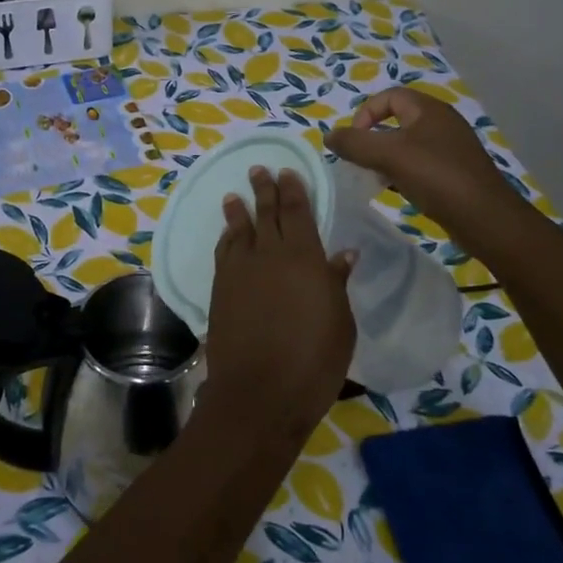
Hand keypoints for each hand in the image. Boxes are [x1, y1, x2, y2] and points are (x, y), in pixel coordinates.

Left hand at [200, 166, 355, 449]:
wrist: (259, 393)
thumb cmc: (313, 361)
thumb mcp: (340, 323)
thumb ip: (337, 283)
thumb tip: (342, 253)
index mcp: (304, 258)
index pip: (297, 212)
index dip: (293, 190)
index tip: (287, 171)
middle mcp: (268, 255)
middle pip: (266, 213)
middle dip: (264, 189)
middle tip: (259, 169)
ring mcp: (239, 271)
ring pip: (239, 230)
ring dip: (239, 210)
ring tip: (236, 195)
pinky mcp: (219, 289)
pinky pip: (224, 252)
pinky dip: (227, 238)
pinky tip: (228, 235)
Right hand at [326, 86, 529, 248]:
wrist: (485, 217)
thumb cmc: (435, 177)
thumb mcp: (388, 155)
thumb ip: (354, 143)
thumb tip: (328, 135)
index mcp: (429, 109)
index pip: (389, 96)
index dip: (365, 113)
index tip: (354, 141)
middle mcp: (442, 122)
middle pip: (397, 120)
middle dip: (373, 138)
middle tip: (360, 161)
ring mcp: (451, 148)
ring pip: (408, 145)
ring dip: (386, 158)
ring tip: (375, 178)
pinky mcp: (455, 172)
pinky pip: (420, 164)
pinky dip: (402, 173)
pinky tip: (396, 190)